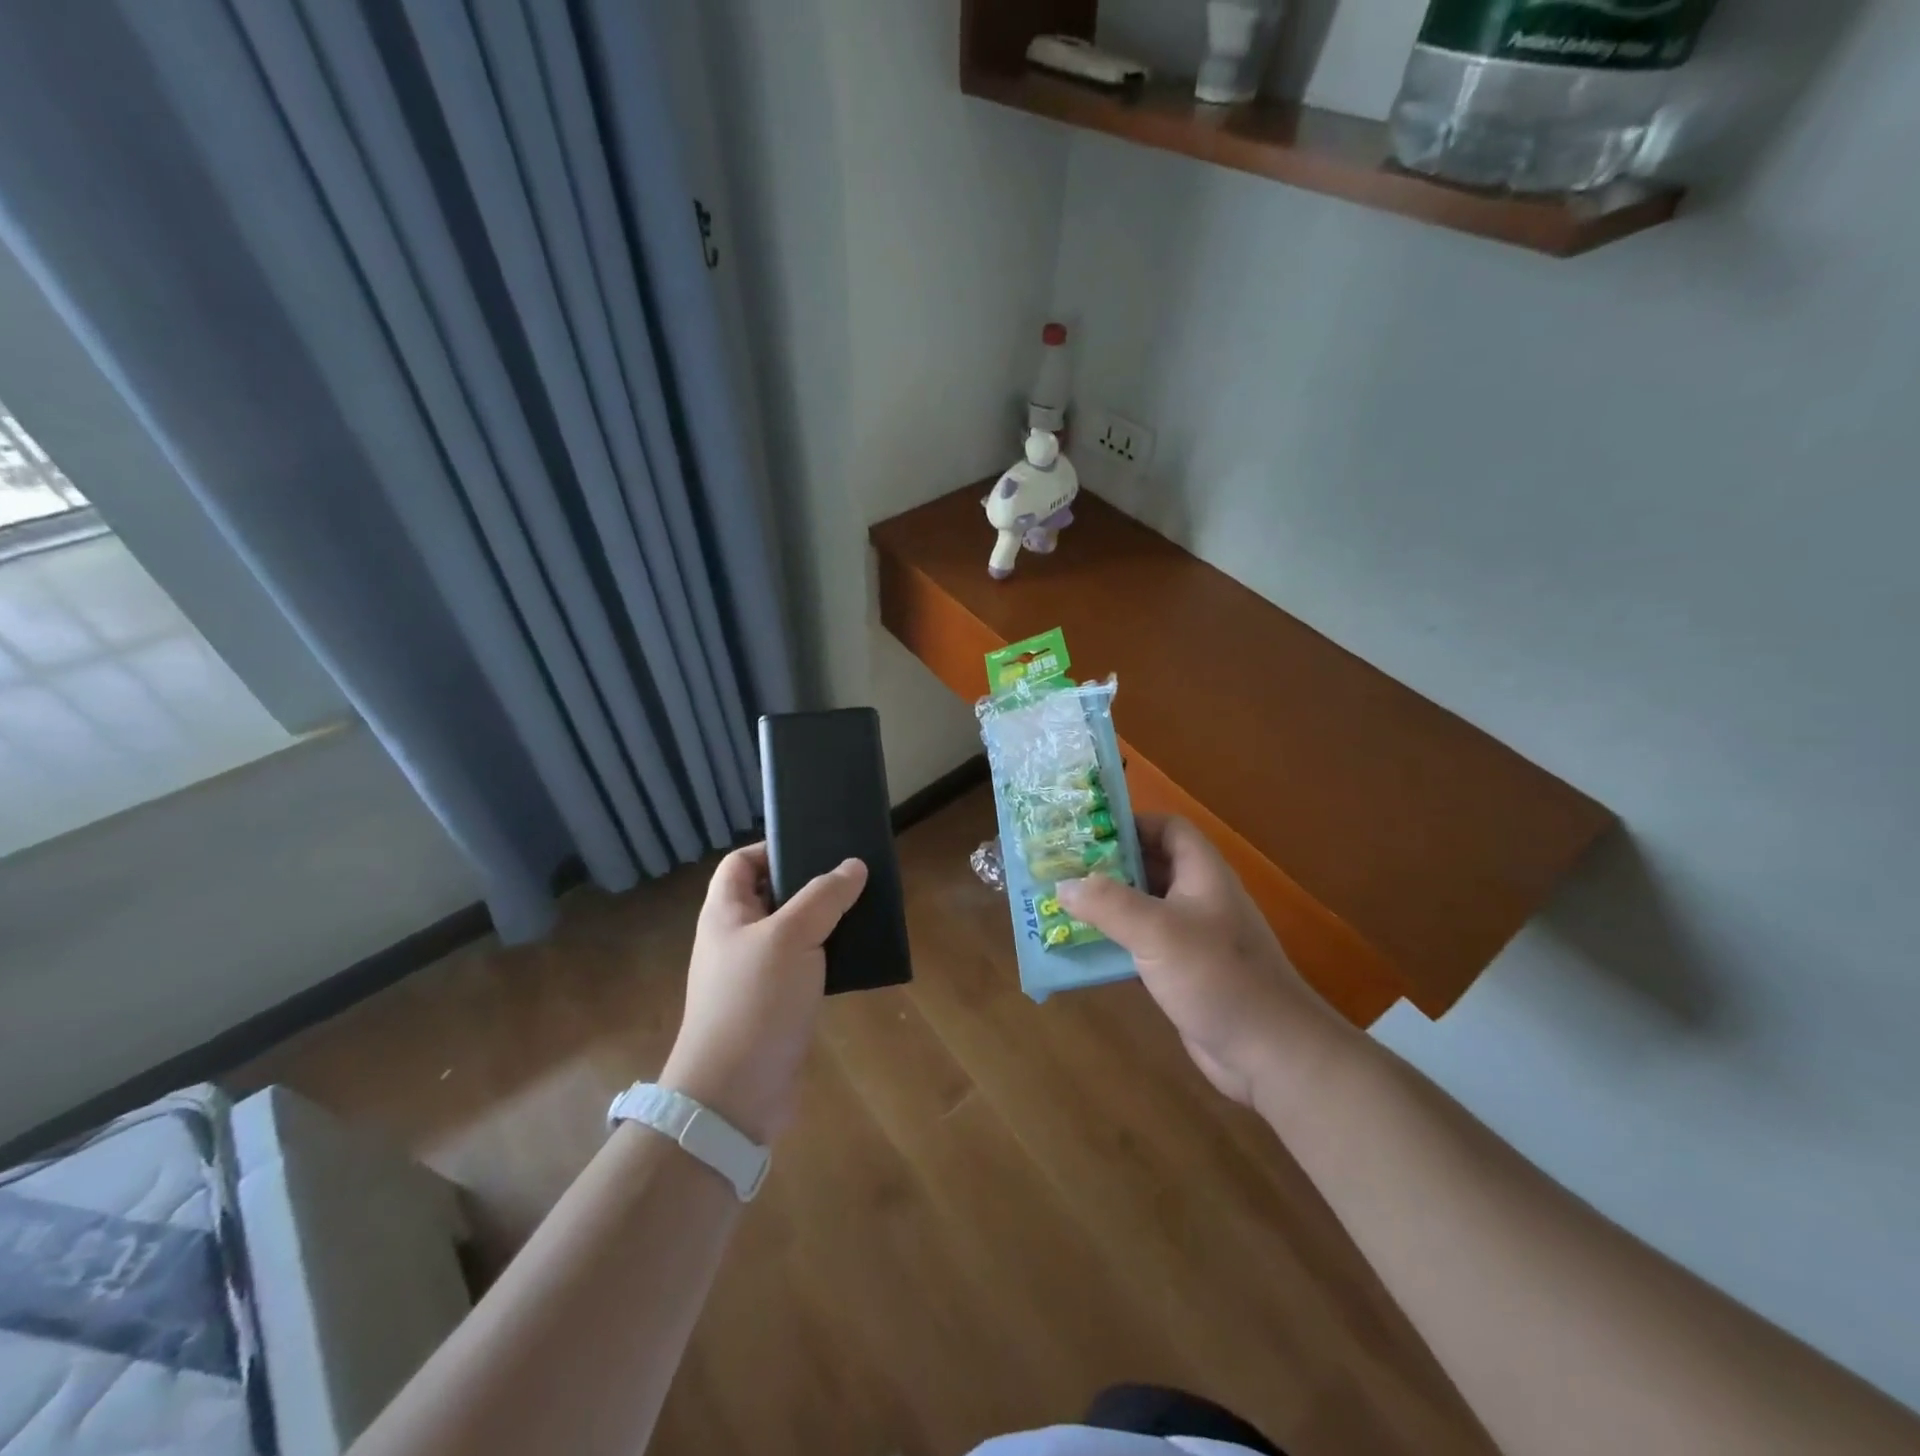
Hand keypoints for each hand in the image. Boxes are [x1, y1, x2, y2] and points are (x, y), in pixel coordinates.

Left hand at [660, 845, 867, 1142]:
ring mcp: (756, 974)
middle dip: (811, 884)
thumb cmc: (754, 1001)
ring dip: (826, 921)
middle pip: (772, 895)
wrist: (735, 1095)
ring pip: (795, 932)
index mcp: (726, 913)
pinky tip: (860, 955)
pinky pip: (806, 967)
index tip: (816, 846)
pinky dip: (830, 957)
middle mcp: (737, 939)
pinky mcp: (778, 1005)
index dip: (772, 848)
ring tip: (866, 909)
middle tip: (853, 876)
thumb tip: (854, 865)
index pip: (741, 862)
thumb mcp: (792, 936)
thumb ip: (824, 896)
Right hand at [1055, 816, 1345, 1106]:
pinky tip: (1083, 949)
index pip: (1167, 828)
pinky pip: (1142, 945)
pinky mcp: (1183, 971)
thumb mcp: (1157, 931)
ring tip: (1062, 905)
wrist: (1270, 1052)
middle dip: (1107, 865)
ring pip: (1143, 907)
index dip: (1130, 824)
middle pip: (1150, 865)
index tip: (1086, 834)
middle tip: (1061, 869)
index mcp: (1201, 873)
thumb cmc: (1217, 976)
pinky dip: (1114, 942)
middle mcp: (1198, 897)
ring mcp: (1192, 936)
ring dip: (1106, 906)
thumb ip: (1107, 903)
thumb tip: (1062, 884)